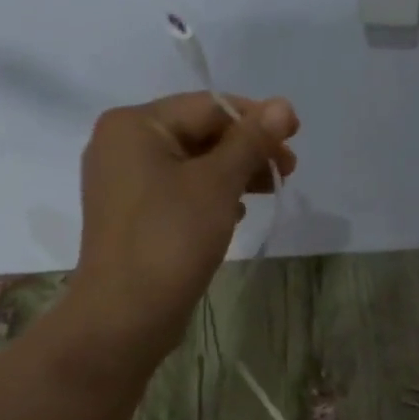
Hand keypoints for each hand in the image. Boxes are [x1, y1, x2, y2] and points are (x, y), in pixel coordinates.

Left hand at [62, 92, 298, 366]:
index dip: (257, 118)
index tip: (296, 135)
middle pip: (200, 132)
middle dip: (247, 149)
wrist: (125, 315)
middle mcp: (123, 143)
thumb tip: (283, 105)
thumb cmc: (171, 237)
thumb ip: (251, 140)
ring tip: (269, 191)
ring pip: (193, 162)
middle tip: (288, 170)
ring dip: (235, 172)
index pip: (208, 107)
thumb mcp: (218, 183)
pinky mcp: (133, 212)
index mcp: (134, 125)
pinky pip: (180, 188)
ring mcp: (124, 180)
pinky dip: (212, 194)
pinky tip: (237, 213)